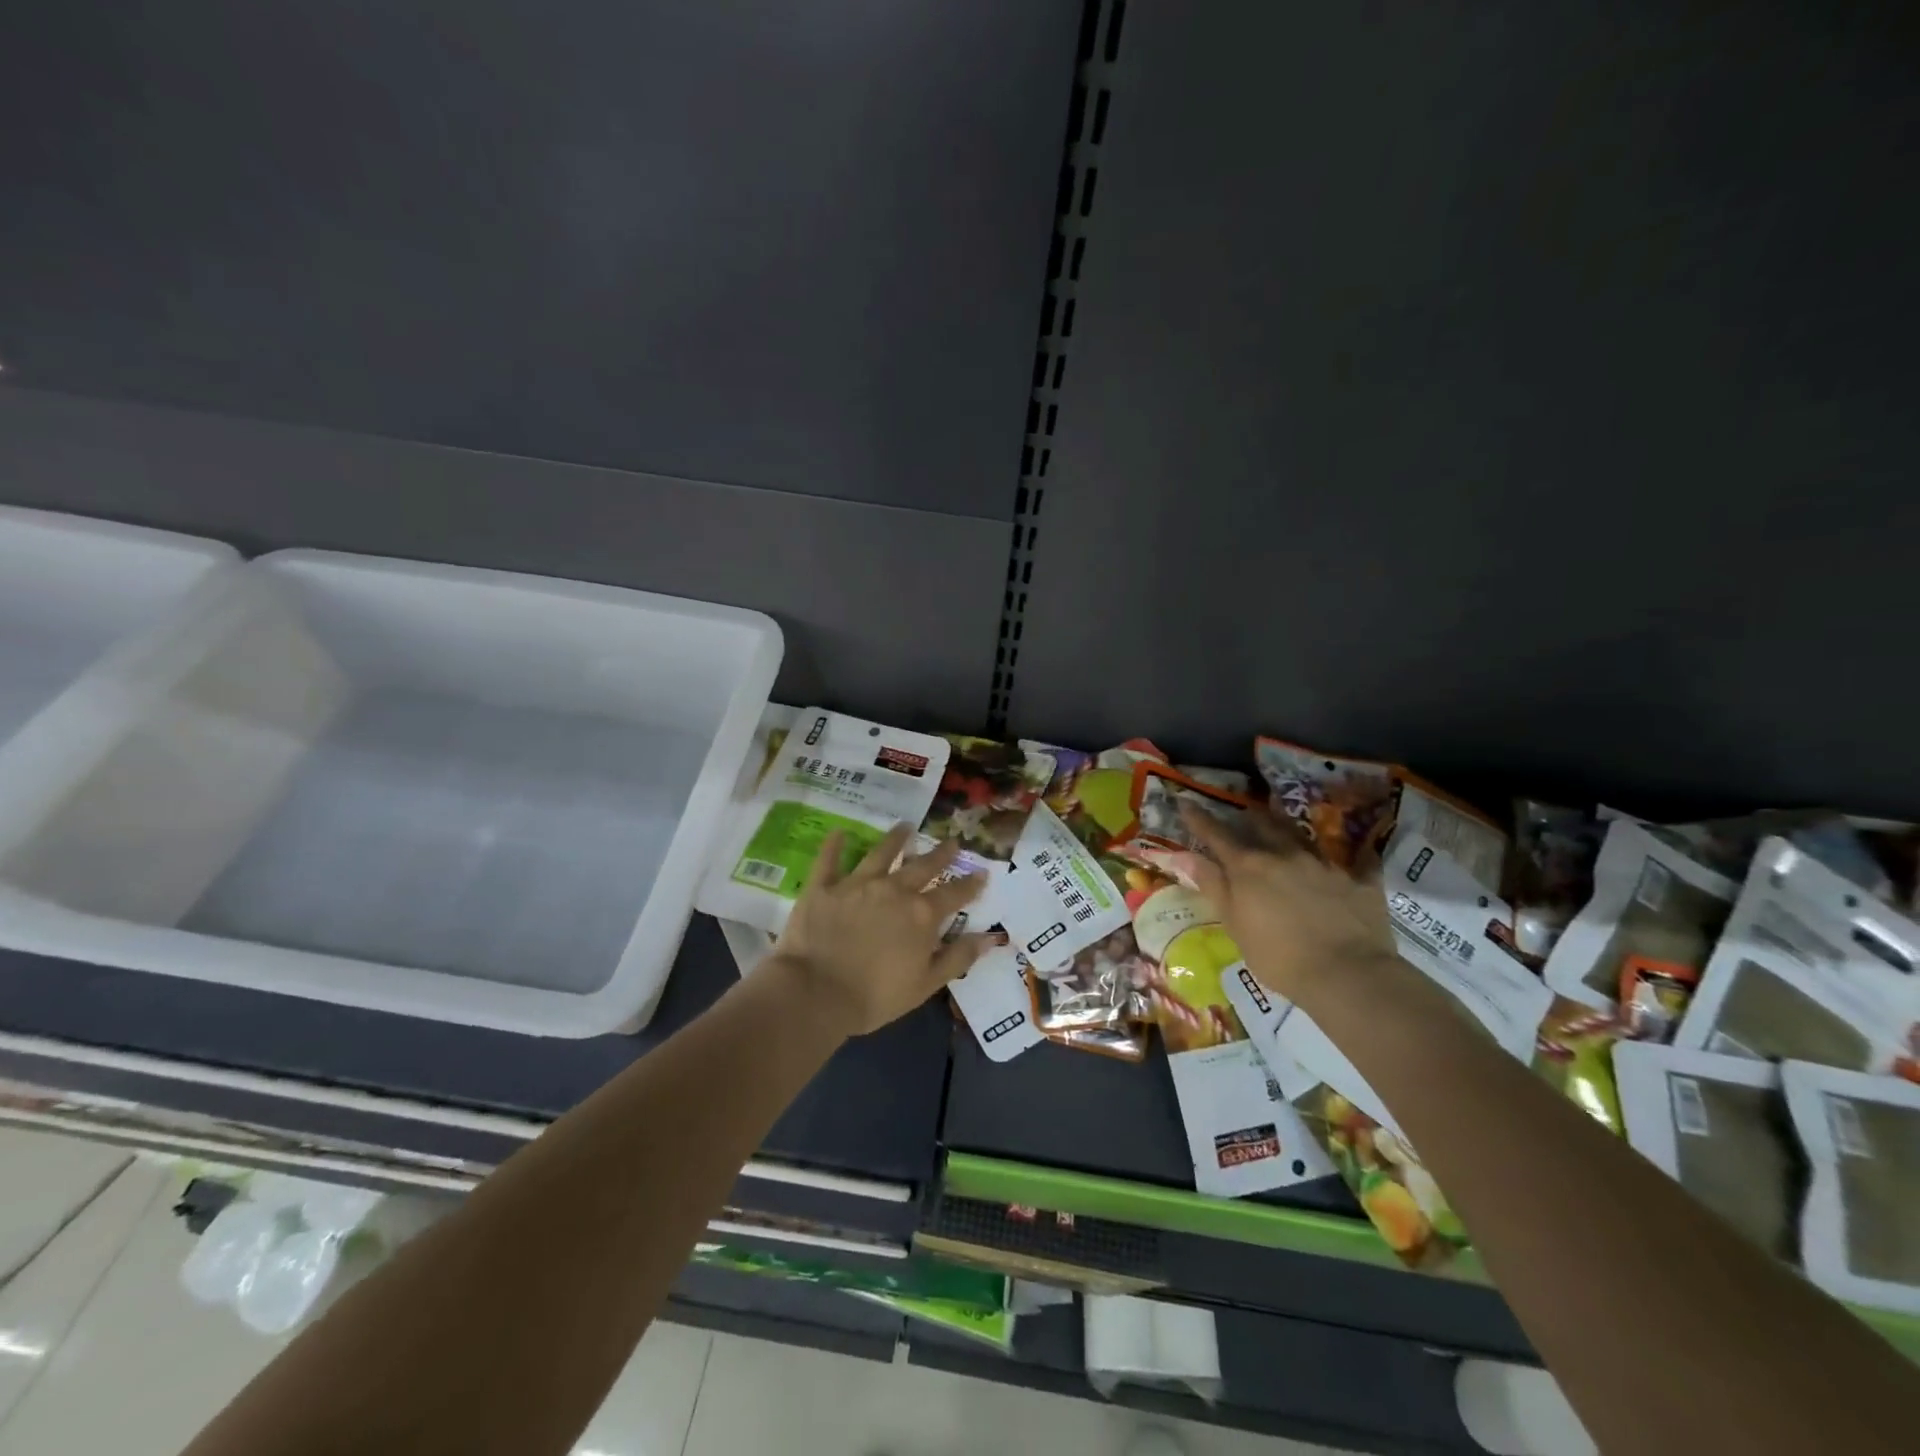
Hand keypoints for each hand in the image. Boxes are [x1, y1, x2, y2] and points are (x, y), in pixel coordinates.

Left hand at [770, 824, 992, 1035]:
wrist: (816, 992)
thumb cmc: (875, 996)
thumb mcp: (926, 984)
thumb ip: (958, 958)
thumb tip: (990, 938)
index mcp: (921, 915)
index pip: (953, 895)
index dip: (970, 884)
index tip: (982, 872)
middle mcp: (893, 890)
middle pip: (921, 867)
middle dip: (939, 854)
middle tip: (951, 841)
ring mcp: (857, 884)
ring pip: (880, 854)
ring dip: (895, 839)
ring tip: (905, 826)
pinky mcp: (823, 887)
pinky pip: (829, 860)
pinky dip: (834, 845)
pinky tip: (839, 832)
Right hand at [1178, 803, 1400, 1008]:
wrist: (1348, 975)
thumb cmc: (1278, 956)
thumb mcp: (1234, 924)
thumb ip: (1211, 885)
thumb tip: (1182, 854)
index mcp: (1249, 867)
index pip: (1217, 835)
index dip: (1199, 818)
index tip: (1186, 802)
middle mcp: (1285, 855)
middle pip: (1262, 826)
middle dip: (1249, 818)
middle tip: (1242, 814)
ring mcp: (1324, 864)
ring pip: (1301, 837)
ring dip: (1288, 830)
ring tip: (1283, 828)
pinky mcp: (1359, 880)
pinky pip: (1354, 862)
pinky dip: (1348, 860)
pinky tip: (1354, 859)